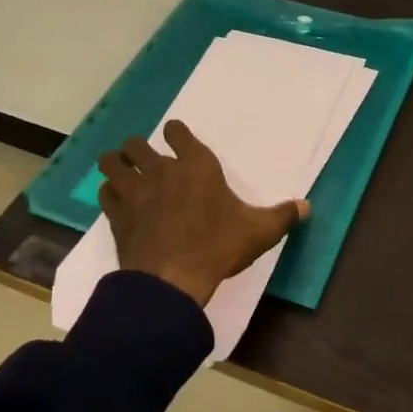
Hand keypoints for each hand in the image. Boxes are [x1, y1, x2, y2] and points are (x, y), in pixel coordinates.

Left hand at [98, 121, 307, 306]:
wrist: (172, 279)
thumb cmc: (218, 247)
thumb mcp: (259, 232)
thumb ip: (283, 216)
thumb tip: (307, 206)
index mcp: (197, 166)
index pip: (178, 133)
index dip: (176, 133)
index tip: (175, 136)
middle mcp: (161, 171)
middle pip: (137, 144)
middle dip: (138, 148)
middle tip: (143, 159)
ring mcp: (134, 192)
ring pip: (113, 163)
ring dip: (116, 165)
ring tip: (122, 172)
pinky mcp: (117, 215)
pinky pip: (105, 193)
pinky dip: (109, 193)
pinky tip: (116, 201)